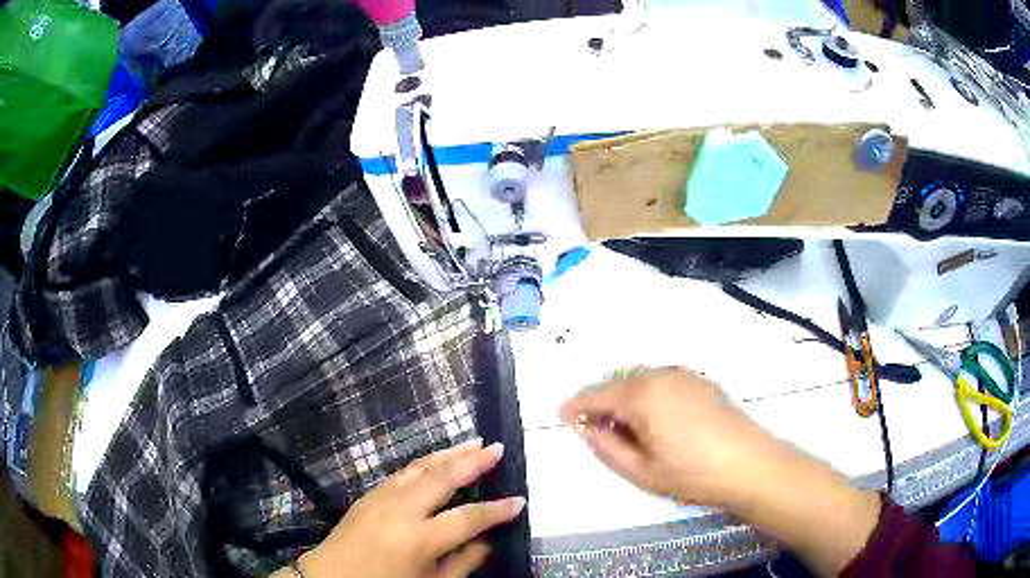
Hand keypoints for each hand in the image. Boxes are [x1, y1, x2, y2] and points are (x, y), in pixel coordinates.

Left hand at [285, 439, 525, 577]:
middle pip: (442, 478)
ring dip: (448, 453)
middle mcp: (400, 510)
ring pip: (420, 467)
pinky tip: (437, 459)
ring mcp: (381, 497)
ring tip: (473, 442)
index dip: (496, 510)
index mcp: (418, 539)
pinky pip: (403, 472)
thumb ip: (462, 563)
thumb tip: (488, 542)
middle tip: (497, 448)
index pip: (467, 518)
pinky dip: (425, 462)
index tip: (520, 501)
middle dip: (472, 461)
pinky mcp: (368, 494)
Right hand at [559, 367, 780, 507]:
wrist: (749, 464)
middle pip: (617, 382)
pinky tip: (652, 418)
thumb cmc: (692, 473)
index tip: (563, 415)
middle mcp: (660, 374)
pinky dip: (645, 394)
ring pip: (639, 379)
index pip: (597, 393)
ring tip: (621, 426)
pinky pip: (660, 380)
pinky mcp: (699, 380)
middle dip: (600, 401)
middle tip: (592, 427)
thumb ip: (606, 446)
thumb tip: (586, 427)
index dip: (576, 405)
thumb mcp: (641, 470)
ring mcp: (683, 374)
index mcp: (642, 394)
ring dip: (623, 397)